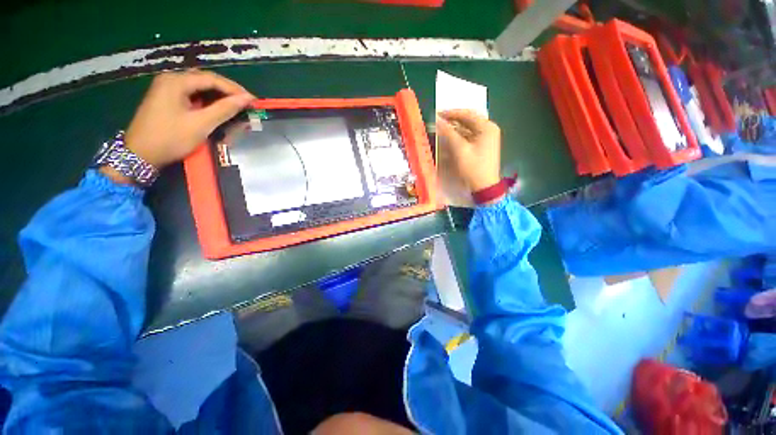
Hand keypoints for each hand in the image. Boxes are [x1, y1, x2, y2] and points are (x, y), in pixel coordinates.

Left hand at [125, 70, 253, 168]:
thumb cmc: (170, 138)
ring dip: (219, 97)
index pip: (212, 79)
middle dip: (228, 91)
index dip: (235, 89)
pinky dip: (208, 102)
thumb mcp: (201, 124)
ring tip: (235, 107)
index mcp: (176, 81)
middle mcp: (171, 80)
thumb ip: (224, 109)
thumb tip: (246, 99)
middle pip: (205, 80)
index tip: (253, 101)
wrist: (140, 154)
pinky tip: (217, 110)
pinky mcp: (167, 99)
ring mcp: (167, 89)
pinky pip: (192, 95)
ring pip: (199, 88)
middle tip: (246, 104)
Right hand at [436, 109, 500, 192]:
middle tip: (438, 121)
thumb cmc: (473, 168)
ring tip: (441, 130)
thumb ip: (449, 133)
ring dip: (455, 129)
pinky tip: (450, 139)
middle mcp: (489, 129)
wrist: (485, 187)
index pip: (467, 114)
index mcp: (487, 127)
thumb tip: (437, 120)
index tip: (437, 114)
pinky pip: (470, 136)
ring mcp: (487, 138)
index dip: (451, 113)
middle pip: (468, 120)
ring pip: (468, 128)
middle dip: (453, 120)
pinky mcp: (483, 146)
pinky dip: (460, 136)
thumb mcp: (460, 150)